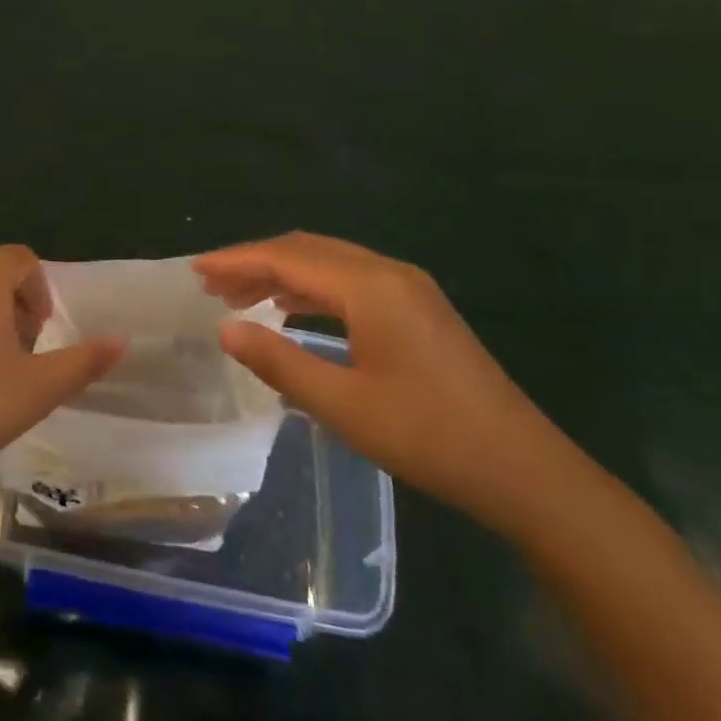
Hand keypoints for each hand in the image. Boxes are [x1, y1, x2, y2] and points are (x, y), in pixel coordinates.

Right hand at [196, 232, 569, 531]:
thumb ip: (279, 362)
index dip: (237, 260)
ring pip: (329, 263)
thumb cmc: (430, 437)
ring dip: (282, 274)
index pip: (288, 257)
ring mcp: (407, 288)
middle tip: (210, 285)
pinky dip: (311, 288)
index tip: (195, 270)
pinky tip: (290, 308)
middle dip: (255, 262)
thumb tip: (224, 330)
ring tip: (238, 297)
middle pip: (307, 250)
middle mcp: (388, 272)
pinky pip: (350, 281)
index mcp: (370, 286)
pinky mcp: (417, 308)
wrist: (525, 470)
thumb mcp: (345, 406)